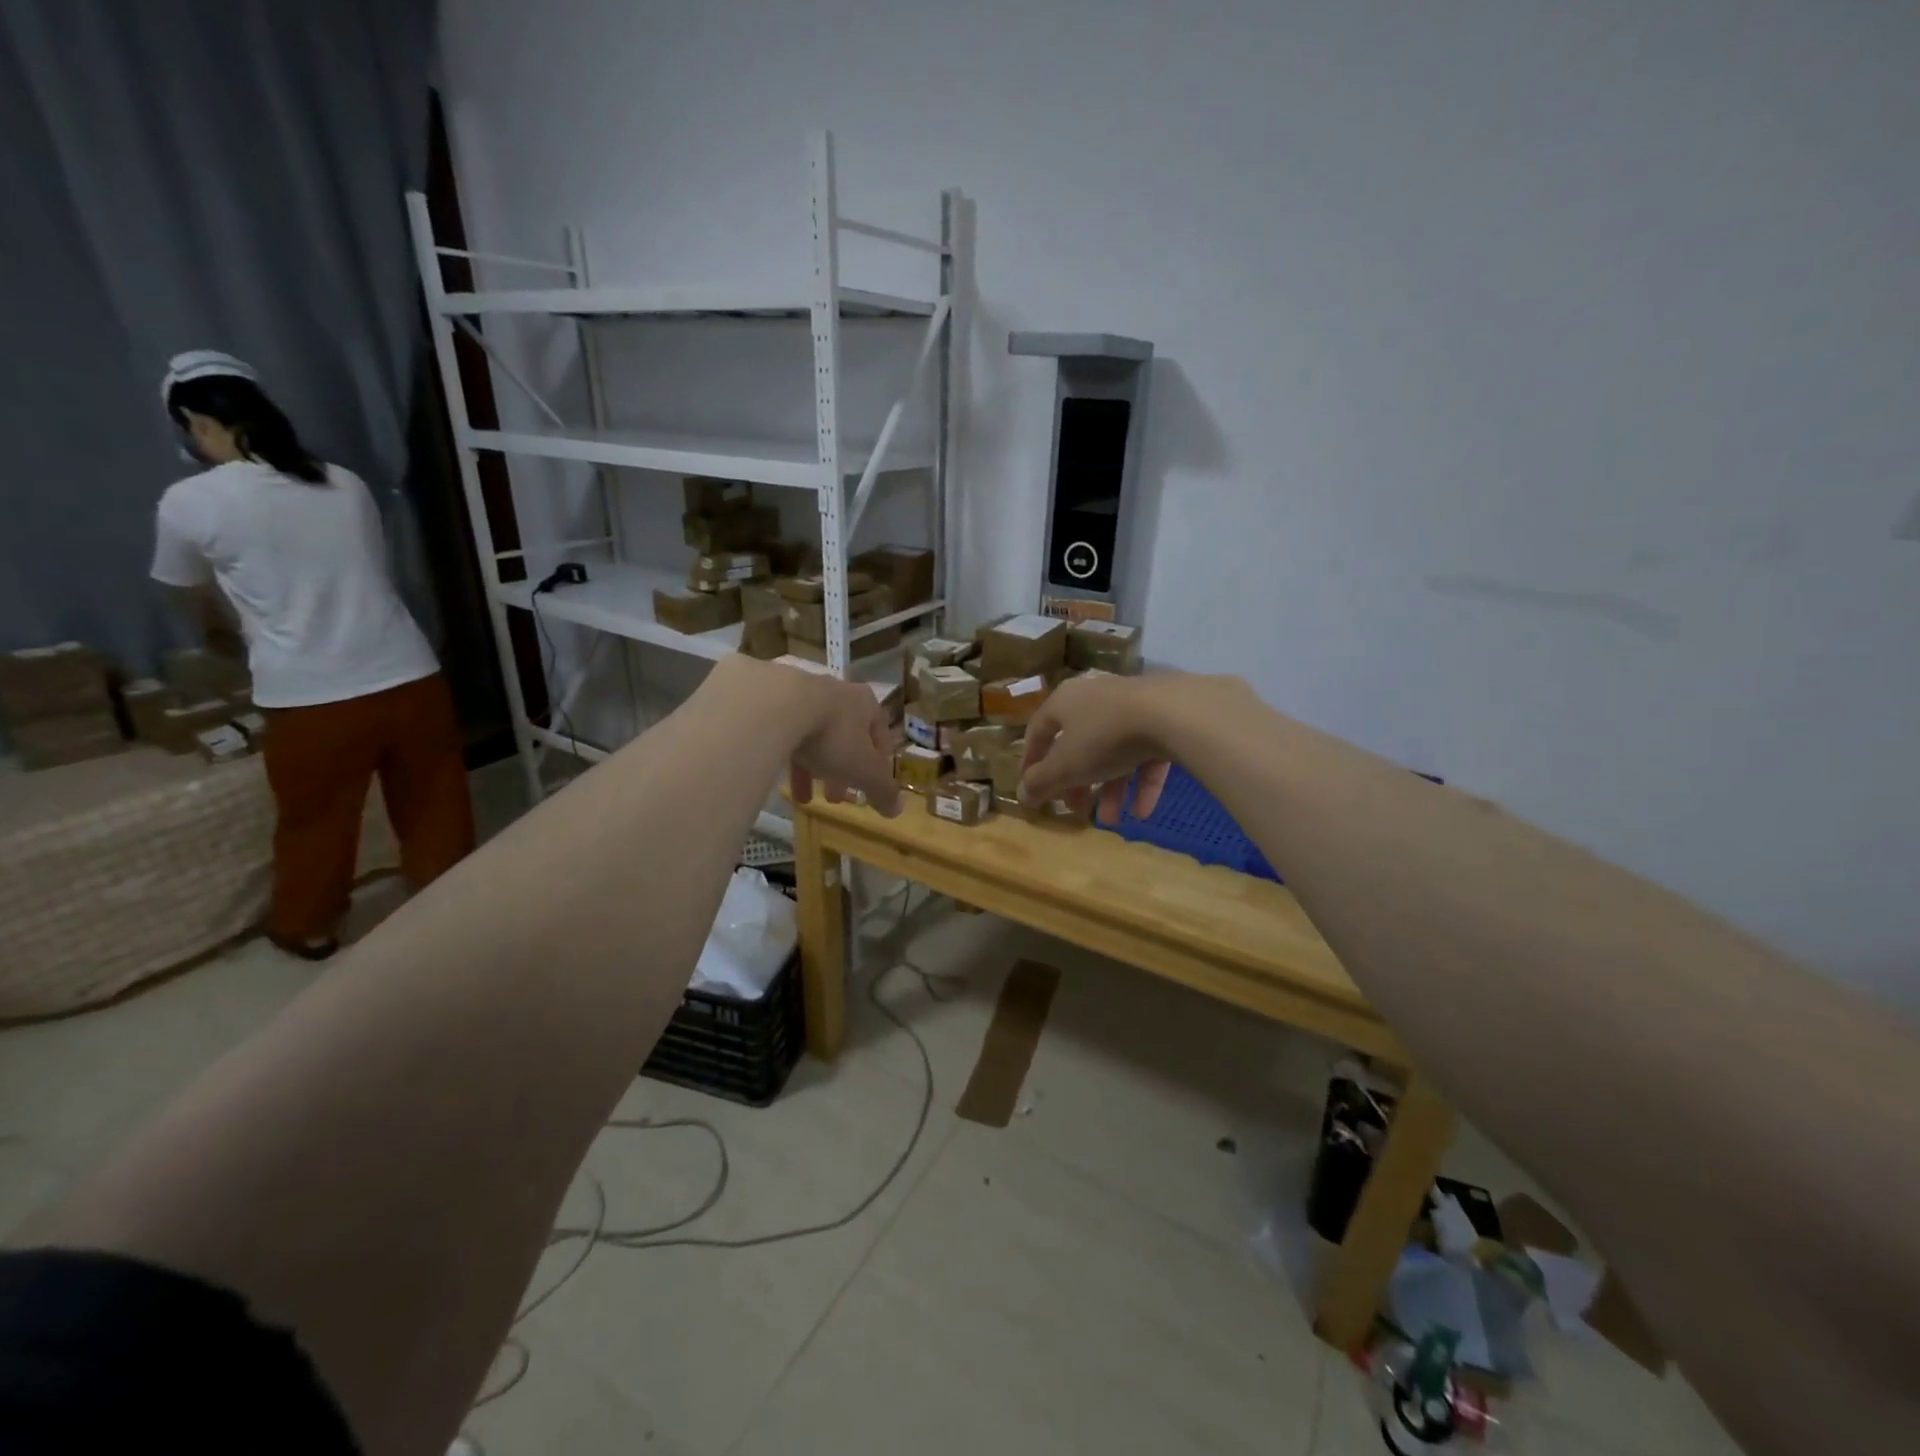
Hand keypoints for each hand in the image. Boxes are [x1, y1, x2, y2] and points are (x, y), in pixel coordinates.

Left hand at [782, 669, 903, 816]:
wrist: (777, 708)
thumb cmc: (834, 737)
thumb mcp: (864, 771)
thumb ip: (883, 791)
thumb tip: (898, 810)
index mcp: (866, 703)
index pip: (880, 733)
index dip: (879, 762)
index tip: (872, 785)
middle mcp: (838, 694)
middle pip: (847, 737)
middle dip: (844, 771)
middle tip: (838, 798)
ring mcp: (804, 695)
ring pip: (817, 738)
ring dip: (816, 769)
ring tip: (809, 799)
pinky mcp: (775, 703)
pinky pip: (788, 736)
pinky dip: (791, 760)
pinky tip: (784, 784)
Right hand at [1019, 673, 1181, 824]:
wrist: (1171, 713)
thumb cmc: (1103, 736)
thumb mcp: (1065, 765)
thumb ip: (1041, 782)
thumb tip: (1021, 795)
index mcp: (1064, 702)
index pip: (1039, 731)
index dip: (1031, 761)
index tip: (1031, 788)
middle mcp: (1095, 700)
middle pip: (1078, 745)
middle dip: (1077, 783)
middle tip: (1075, 809)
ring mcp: (1131, 708)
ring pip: (1113, 754)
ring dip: (1110, 790)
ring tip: (1111, 820)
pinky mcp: (1163, 720)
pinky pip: (1145, 755)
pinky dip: (1141, 784)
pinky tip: (1141, 813)